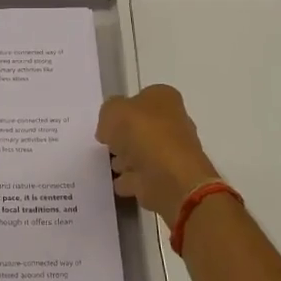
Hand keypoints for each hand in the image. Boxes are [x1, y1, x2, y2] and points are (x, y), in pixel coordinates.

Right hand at [95, 84, 219, 228]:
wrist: (171, 178)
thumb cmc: (143, 134)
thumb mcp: (113, 111)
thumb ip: (107, 114)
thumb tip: (108, 129)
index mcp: (164, 98)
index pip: (142, 97)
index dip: (123, 108)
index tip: (107, 121)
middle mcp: (173, 122)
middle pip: (143, 126)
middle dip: (126, 136)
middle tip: (107, 143)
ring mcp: (172, 153)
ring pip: (144, 152)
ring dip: (128, 159)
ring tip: (110, 164)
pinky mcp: (169, 179)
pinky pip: (143, 177)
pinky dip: (131, 180)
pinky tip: (117, 182)